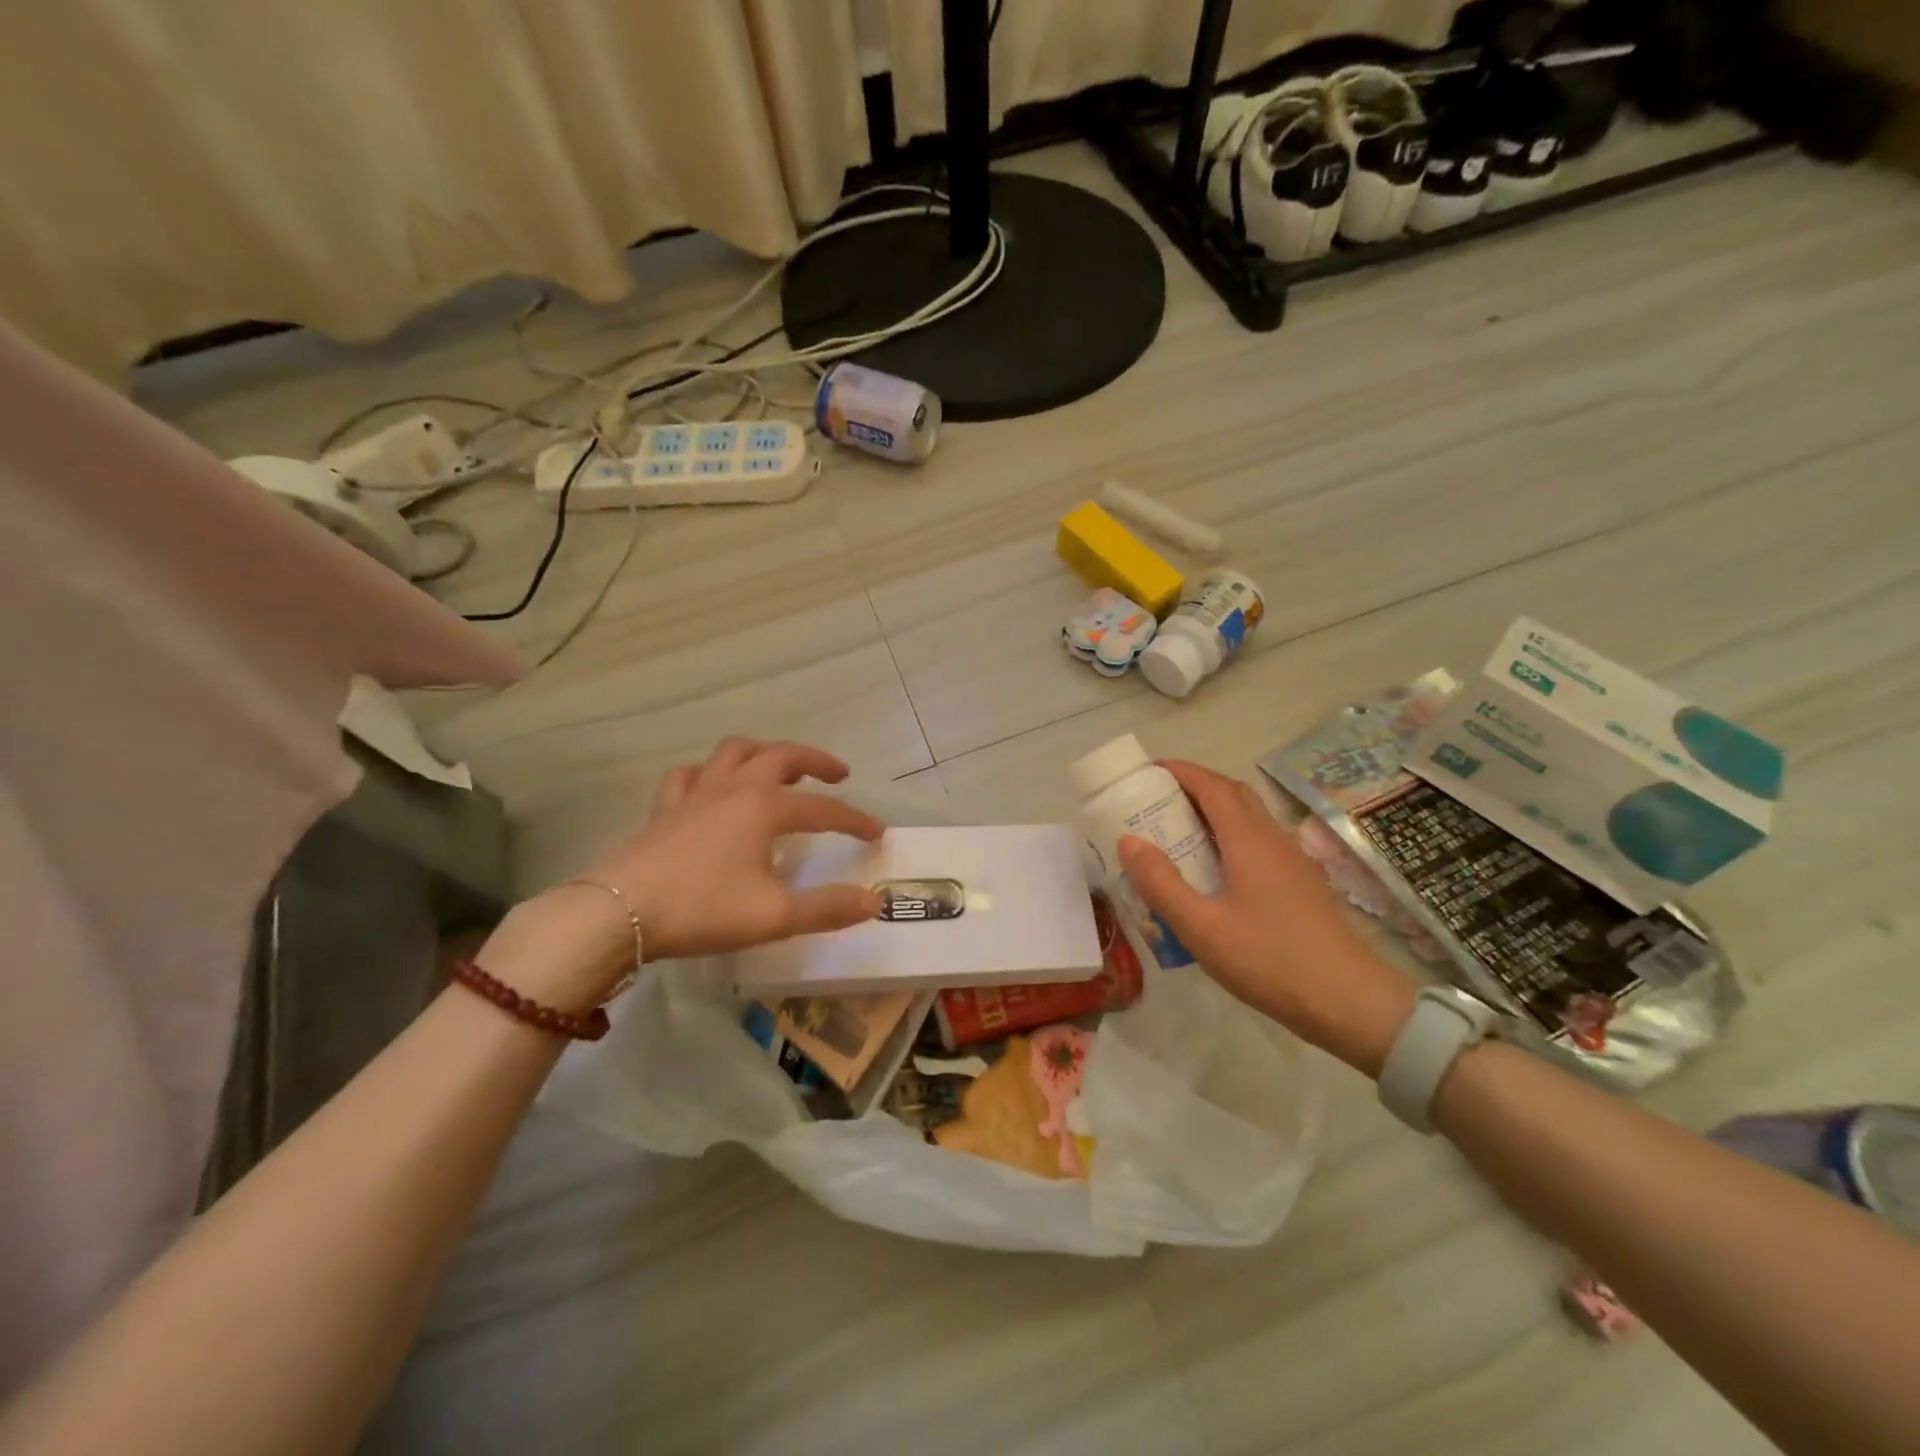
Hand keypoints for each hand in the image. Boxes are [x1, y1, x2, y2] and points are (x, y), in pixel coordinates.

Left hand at [479, 739, 883, 1008]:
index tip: (877, 833)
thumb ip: (828, 908)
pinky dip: (708, 773)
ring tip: (778, 767)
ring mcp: (695, 794)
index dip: (854, 820)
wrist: (618, 914)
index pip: (823, 809)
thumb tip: (874, 902)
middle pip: (781, 756)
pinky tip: (711, 787)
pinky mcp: (664, 809)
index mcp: (764, 809)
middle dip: (815, 760)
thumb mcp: (775, 916)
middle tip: (838, 774)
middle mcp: (734, 789)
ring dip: (763, 752)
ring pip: (734, 752)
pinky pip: (689, 775)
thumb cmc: (702, 910)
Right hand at [1117, 760, 1416, 1075]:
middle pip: (1234, 794)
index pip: (1212, 786)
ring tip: (1179, 831)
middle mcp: (1273, 839)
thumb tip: (1128, 839)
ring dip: (1214, 810)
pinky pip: (1259, 841)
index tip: (1147, 771)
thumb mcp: (1201, 927)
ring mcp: (1292, 860)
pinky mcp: (1301, 883)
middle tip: (1158, 800)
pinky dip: (1230, 835)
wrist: (1349, 1001)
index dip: (1180, 771)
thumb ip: (1161, 883)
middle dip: (1195, 786)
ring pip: (1250, 817)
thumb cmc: (1269, 960)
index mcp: (1248, 841)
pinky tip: (1215, 870)